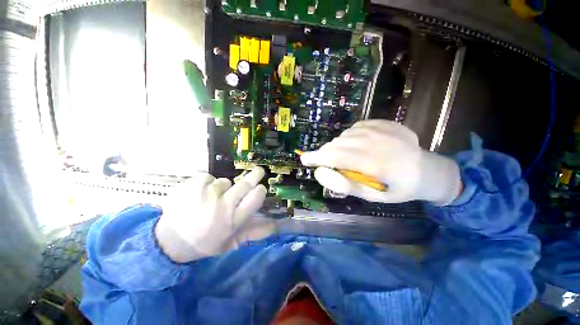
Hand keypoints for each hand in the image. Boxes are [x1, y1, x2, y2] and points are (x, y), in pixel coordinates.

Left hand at [155, 167, 274, 262]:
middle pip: (245, 183)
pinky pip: (209, 178)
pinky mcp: (193, 185)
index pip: (255, 198)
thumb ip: (254, 233)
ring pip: (225, 181)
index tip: (260, 188)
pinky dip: (207, 184)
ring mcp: (207, 193)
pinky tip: (199, 195)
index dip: (260, 190)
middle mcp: (223, 205)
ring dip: (223, 188)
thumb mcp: (232, 243)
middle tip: (259, 171)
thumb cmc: (205, 243)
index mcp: (233, 220)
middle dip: (255, 175)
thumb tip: (275, 225)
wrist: (170, 241)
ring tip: (212, 199)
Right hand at [300, 120, 461, 204]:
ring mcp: (380, 129)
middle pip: (337, 144)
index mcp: (376, 163)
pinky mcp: (382, 122)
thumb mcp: (372, 196)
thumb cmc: (399, 188)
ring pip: (344, 135)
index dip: (317, 157)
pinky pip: (354, 128)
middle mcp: (376, 141)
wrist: (427, 169)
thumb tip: (321, 172)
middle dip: (325, 153)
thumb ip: (345, 184)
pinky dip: (348, 138)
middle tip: (325, 162)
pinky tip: (356, 145)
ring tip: (344, 156)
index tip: (305, 160)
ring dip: (337, 146)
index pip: (336, 156)